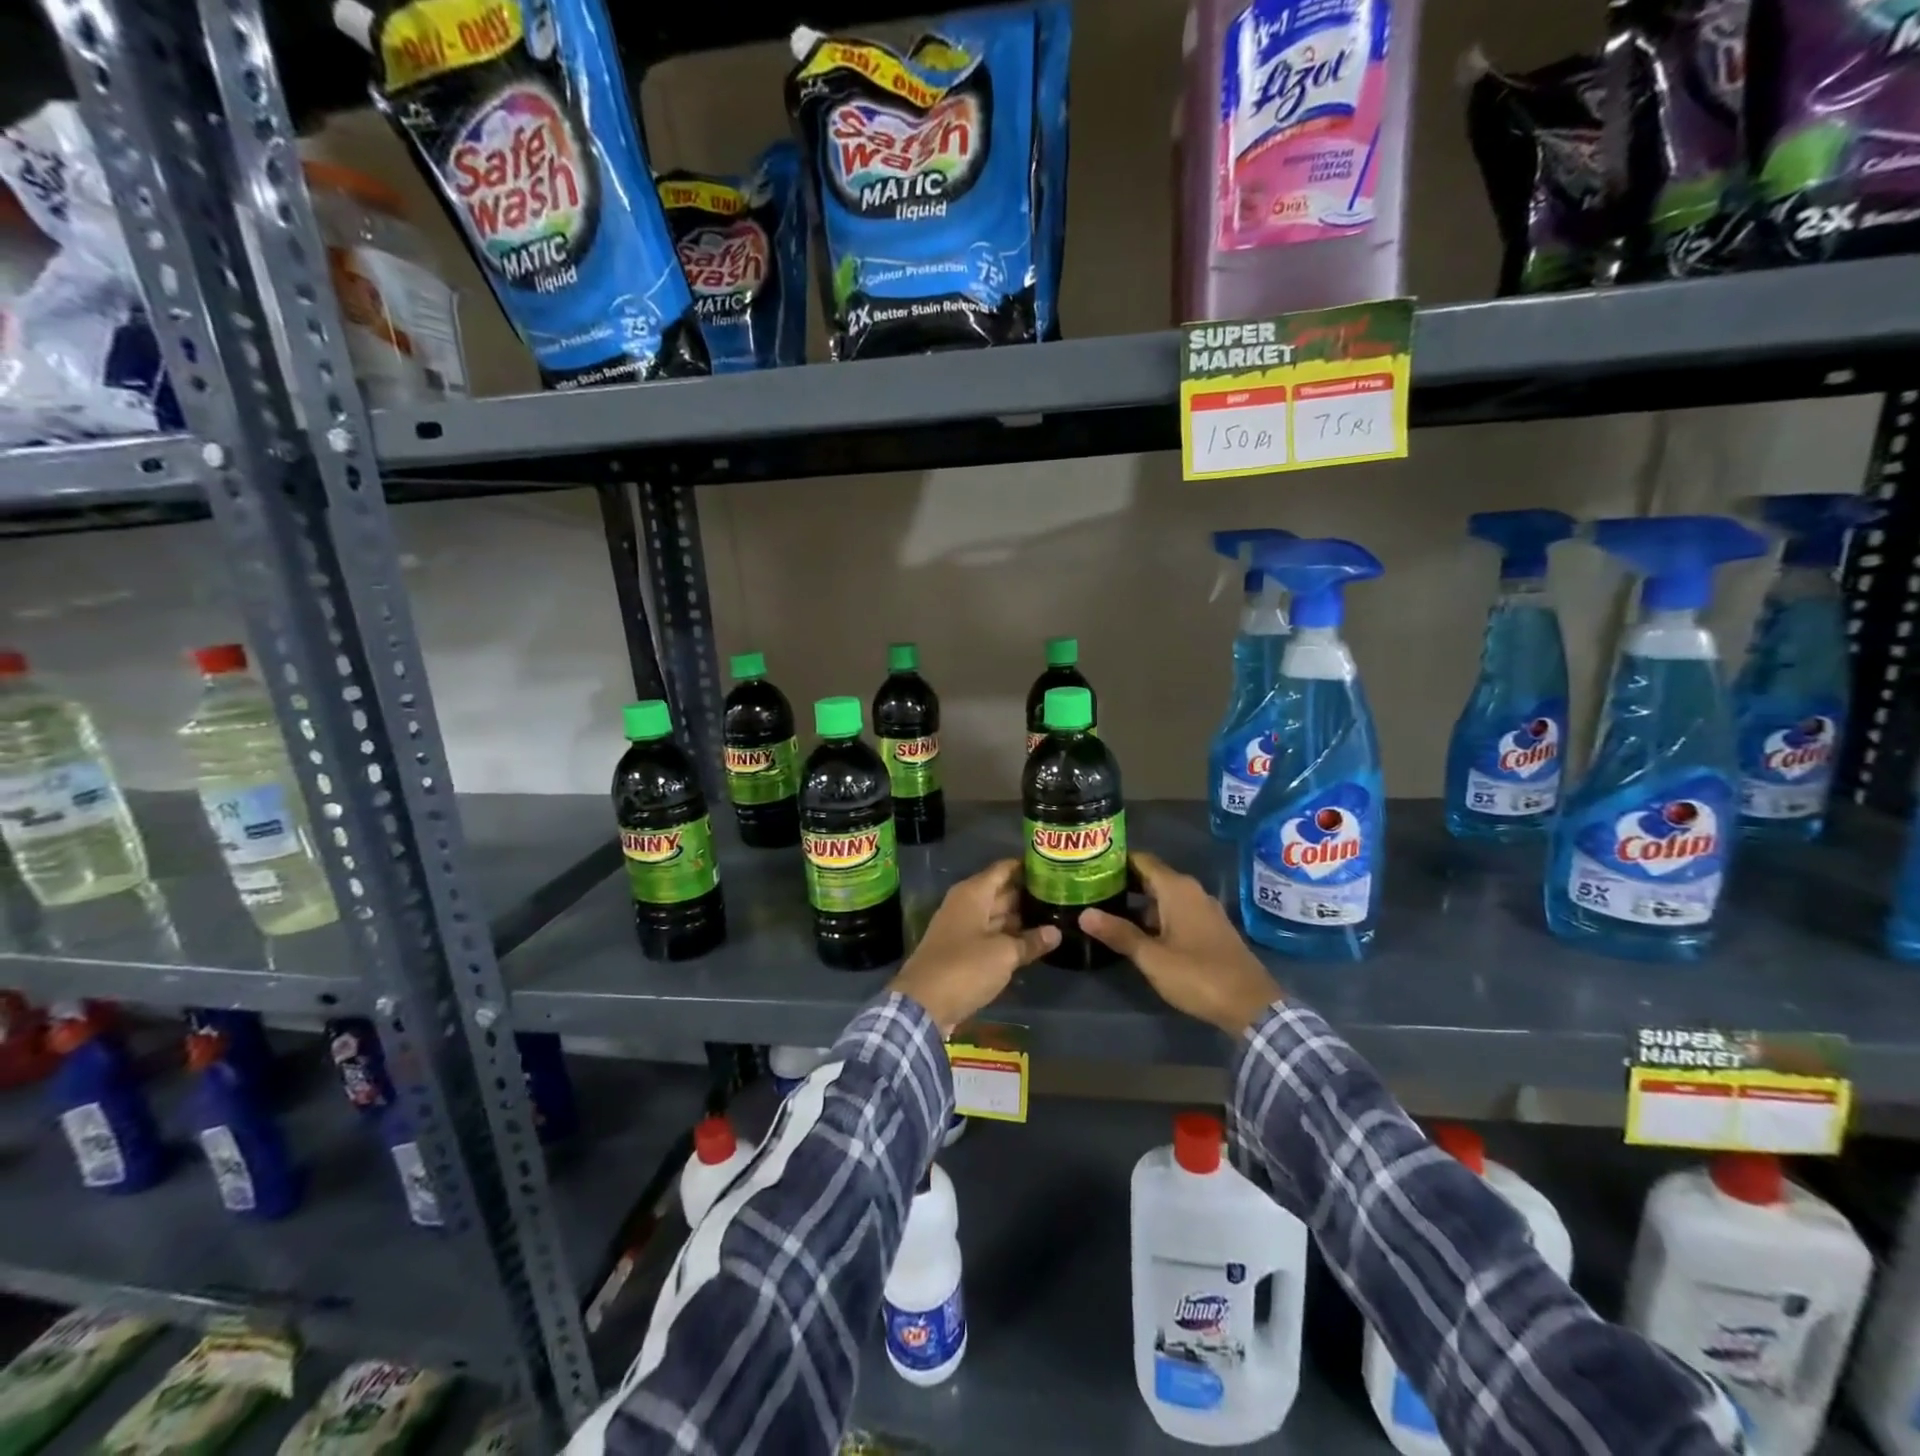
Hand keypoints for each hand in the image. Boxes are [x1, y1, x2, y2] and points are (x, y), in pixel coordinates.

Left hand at [889, 859, 1058, 1035]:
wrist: (923, 1004)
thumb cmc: (965, 967)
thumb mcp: (1004, 954)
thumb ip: (1030, 941)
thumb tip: (1056, 932)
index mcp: (973, 894)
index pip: (1003, 869)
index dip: (1026, 867)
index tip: (1053, 868)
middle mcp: (966, 905)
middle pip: (1002, 892)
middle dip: (1028, 894)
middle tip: (1061, 896)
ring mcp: (963, 928)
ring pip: (997, 916)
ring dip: (1021, 918)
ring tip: (1054, 917)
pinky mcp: (962, 951)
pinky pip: (990, 936)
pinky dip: (1009, 937)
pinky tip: (1032, 942)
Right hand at [1079, 851, 1280, 1036]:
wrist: (1251, 1005)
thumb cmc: (1198, 975)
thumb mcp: (1152, 957)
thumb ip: (1119, 933)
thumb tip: (1084, 914)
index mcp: (1177, 889)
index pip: (1141, 860)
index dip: (1115, 861)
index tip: (1089, 866)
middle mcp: (1191, 891)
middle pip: (1151, 877)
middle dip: (1123, 882)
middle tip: (1090, 889)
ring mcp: (1203, 910)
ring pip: (1163, 897)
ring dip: (1138, 902)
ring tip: (1106, 910)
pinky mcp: (1210, 929)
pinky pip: (1176, 911)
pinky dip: (1155, 915)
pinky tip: (1137, 931)